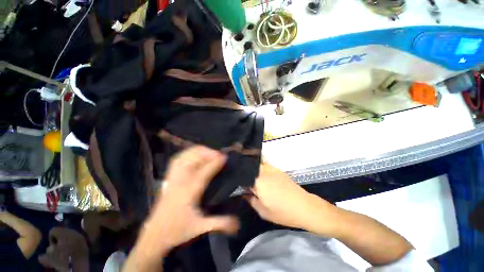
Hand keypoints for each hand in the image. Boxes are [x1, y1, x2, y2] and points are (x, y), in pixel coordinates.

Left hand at [139, 146, 238, 253]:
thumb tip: (239, 222)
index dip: (216, 162)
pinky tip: (193, 154)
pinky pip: (177, 159)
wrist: (154, 235)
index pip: (205, 171)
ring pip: (185, 157)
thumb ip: (220, 223)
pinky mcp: (168, 178)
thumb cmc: (178, 230)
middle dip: (208, 153)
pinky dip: (187, 153)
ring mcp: (173, 178)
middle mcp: (181, 181)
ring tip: (209, 152)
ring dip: (198, 151)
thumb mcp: (200, 227)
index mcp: (190, 191)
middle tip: (219, 155)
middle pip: (194, 159)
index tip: (225, 156)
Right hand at [246, 163, 334, 231]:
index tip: (237, 184)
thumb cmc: (283, 212)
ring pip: (257, 164)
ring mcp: (271, 169)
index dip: (239, 180)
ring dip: (252, 168)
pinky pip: (265, 165)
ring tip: (249, 175)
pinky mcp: (277, 169)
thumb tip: (244, 193)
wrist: (304, 207)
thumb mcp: (263, 212)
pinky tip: (260, 173)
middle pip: (249, 167)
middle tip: (241, 178)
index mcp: (258, 182)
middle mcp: (263, 171)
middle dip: (244, 171)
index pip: (243, 176)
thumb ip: (251, 200)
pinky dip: (260, 167)